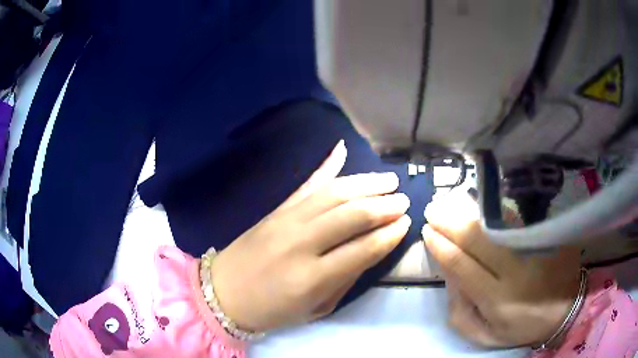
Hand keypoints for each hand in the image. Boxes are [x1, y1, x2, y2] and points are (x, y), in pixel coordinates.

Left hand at [211, 141, 410, 331]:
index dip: (390, 234)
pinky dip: (327, 167)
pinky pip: (306, 184)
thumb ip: (346, 279)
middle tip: (403, 200)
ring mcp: (286, 220)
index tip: (406, 223)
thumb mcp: (316, 308)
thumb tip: (372, 249)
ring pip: (334, 193)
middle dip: (384, 205)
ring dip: (366, 183)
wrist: (223, 293)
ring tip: (388, 180)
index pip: (363, 248)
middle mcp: (301, 243)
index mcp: (313, 277)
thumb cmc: (272, 310)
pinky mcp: (276, 209)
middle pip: (352, 214)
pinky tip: (342, 151)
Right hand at [422, 189, 580, 347]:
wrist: (564, 311)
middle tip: (433, 210)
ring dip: (471, 212)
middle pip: (478, 240)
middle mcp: (516, 272)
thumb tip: (449, 276)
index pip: (463, 267)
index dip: (442, 247)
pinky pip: (518, 220)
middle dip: (451, 223)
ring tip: (451, 203)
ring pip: (498, 225)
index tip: (427, 231)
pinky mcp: (548, 237)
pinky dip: (496, 210)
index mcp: (497, 300)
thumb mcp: (484, 336)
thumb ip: (460, 311)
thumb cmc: (520, 328)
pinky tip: (482, 203)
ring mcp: (535, 250)